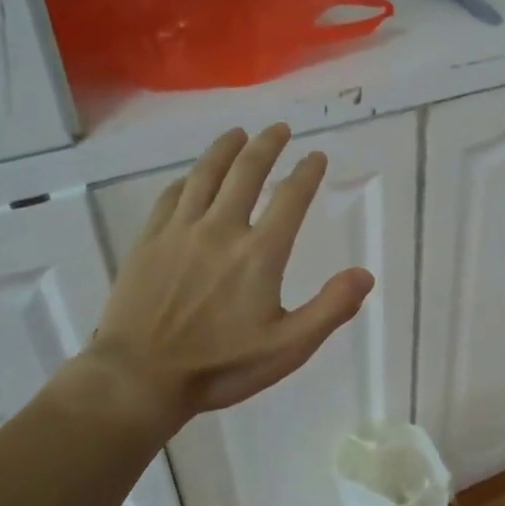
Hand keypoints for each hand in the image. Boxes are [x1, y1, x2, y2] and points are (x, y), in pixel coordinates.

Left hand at [73, 125, 374, 431]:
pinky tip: (191, 177)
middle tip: (278, 128)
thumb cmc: (219, 367)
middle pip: (247, 173)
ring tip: (238, 133)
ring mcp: (180, 231)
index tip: (316, 156)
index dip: (306, 173)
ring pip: (205, 175)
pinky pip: (171, 197)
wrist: (139, 377)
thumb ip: (330, 309)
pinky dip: (187, 180)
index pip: (290, 199)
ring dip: (225, 150)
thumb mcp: (288, 348)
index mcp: (259, 254)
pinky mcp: (149, 240)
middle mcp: (221, 230)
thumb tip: (365, 274)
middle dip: (267, 146)